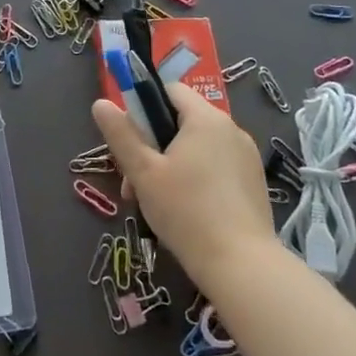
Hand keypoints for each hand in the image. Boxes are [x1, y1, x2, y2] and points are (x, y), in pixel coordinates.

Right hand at [91, 83, 273, 288]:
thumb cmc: (186, 211)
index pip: (170, 90)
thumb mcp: (143, 172)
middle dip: (152, 146)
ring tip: (153, 203)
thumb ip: (121, 135)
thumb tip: (101, 103)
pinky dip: (195, 180)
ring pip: (197, 148)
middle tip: (133, 181)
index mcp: (206, 119)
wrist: (241, 265)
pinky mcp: (254, 183)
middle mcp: (231, 129)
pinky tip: (184, 212)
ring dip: (170, 166)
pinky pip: (216, 167)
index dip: (144, 107)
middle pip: (181, 122)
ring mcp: (247, 157)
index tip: (130, 139)